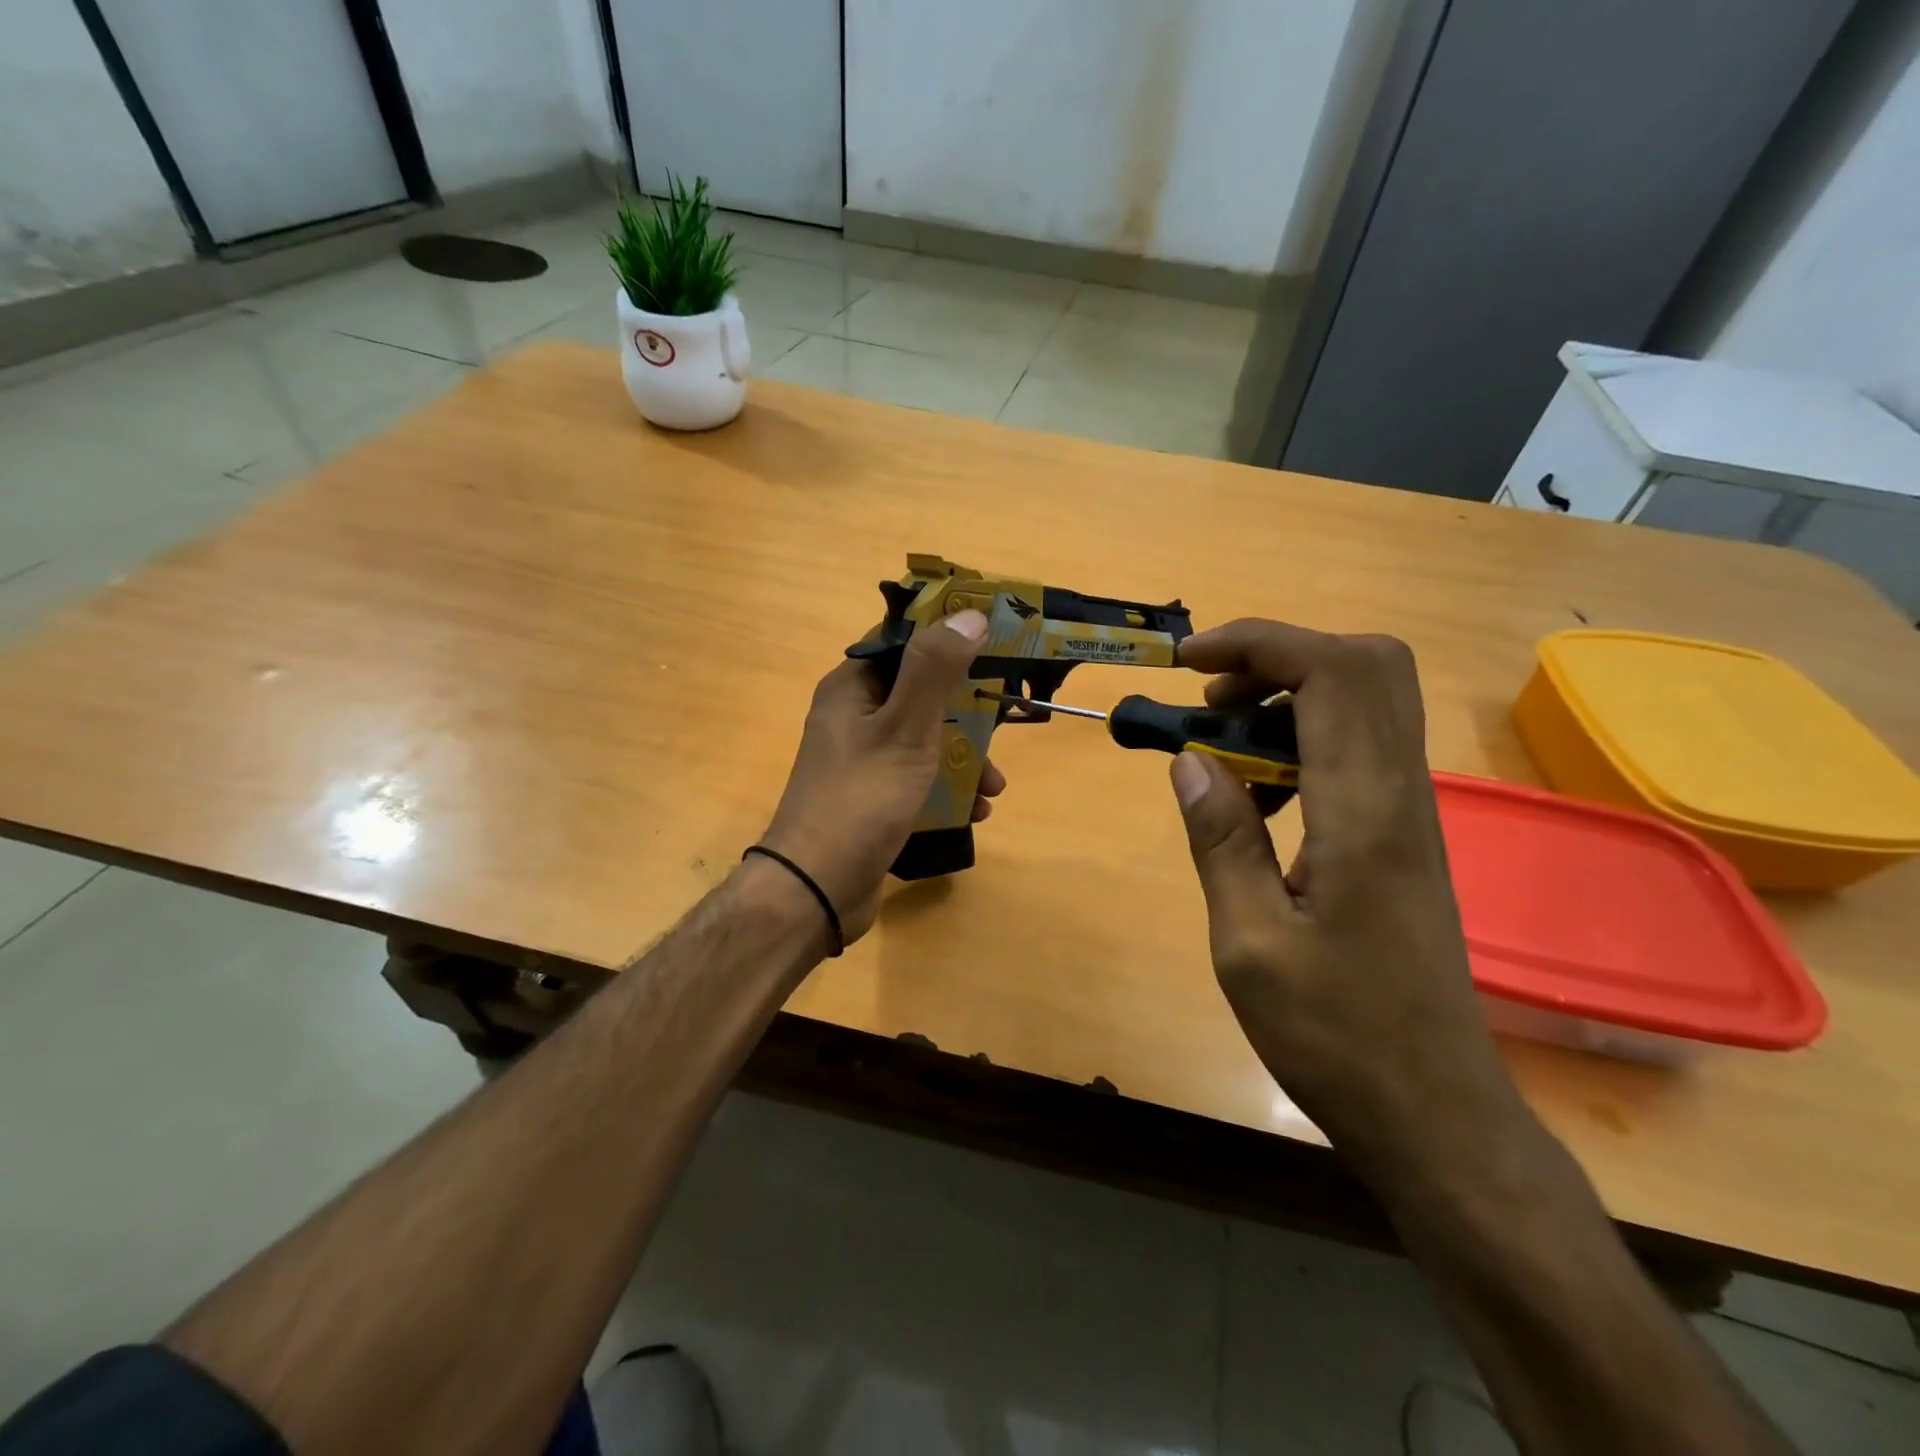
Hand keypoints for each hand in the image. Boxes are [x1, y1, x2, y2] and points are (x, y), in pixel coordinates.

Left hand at [759, 610, 1004, 942]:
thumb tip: (968, 614)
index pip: (902, 642)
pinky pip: (917, 778)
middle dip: (966, 714)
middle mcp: (853, 716)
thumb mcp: (906, 728)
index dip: (947, 638)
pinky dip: (946, 789)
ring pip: (924, 740)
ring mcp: (861, 759)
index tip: (993, 645)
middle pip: (920, 694)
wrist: (816, 888)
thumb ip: (935, 670)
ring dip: (963, 758)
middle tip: (1004, 727)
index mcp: (852, 688)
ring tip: (994, 788)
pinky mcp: (871, 797)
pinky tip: (975, 813)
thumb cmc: (862, 798)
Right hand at [1169, 620, 1525, 1174]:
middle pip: (1369, 664)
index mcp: (1363, 812)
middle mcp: (1401, 794)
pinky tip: (1257, 795)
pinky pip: (1360, 748)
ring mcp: (1411, 814)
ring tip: (1219, 742)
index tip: (1187, 660)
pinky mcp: (1405, 837)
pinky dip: (1302, 738)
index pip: (1333, 671)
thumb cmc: (1335, 1036)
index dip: (1258, 642)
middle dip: (1279, 655)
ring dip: (1288, 695)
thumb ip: (1221, 839)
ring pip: (1369, 701)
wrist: (1434, 1112)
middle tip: (1211, 697)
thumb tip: (1189, 759)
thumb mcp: (1248, 943)